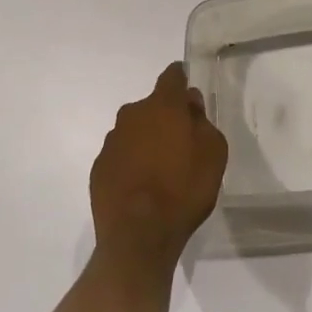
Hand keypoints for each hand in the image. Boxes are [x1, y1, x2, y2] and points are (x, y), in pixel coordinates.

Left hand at [89, 63, 227, 268]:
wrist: (138, 236)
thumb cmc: (184, 189)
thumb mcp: (213, 152)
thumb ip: (202, 121)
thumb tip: (189, 104)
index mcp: (163, 105)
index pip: (172, 76)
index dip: (181, 79)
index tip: (188, 91)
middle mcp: (132, 114)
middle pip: (152, 106)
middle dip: (165, 117)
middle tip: (180, 142)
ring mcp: (112, 141)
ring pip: (134, 131)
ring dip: (146, 140)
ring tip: (160, 170)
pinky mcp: (98, 168)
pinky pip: (120, 155)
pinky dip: (130, 162)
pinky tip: (141, 186)